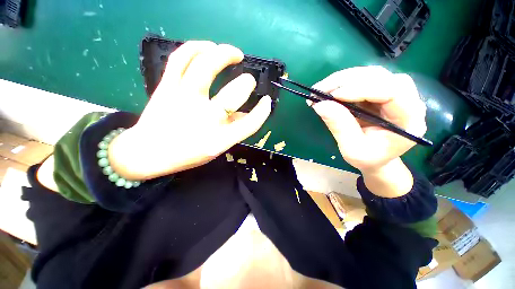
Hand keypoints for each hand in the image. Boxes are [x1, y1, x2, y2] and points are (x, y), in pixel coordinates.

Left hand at [109, 41, 271, 179]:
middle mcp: (203, 118)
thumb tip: (248, 112)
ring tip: (234, 53)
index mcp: (218, 139)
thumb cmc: (187, 153)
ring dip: (224, 54)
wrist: (147, 153)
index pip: (249, 124)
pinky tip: (208, 47)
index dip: (262, 112)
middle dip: (246, 84)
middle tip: (249, 80)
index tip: (266, 101)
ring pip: (205, 66)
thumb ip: (234, 130)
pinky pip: (181, 58)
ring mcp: (183, 99)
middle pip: (232, 95)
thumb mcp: (217, 148)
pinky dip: (197, 47)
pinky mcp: (166, 87)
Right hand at [311, 66, 426, 196]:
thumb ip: (340, 127)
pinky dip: (342, 83)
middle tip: (320, 90)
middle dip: (347, 80)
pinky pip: (362, 80)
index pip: (392, 91)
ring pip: (369, 74)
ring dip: (342, 79)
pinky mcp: (380, 92)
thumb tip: (320, 105)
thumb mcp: (352, 149)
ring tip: (320, 90)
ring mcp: (394, 94)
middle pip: (380, 76)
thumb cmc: (368, 158)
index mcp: (409, 120)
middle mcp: (407, 100)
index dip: (362, 89)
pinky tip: (329, 90)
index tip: (333, 95)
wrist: (376, 158)